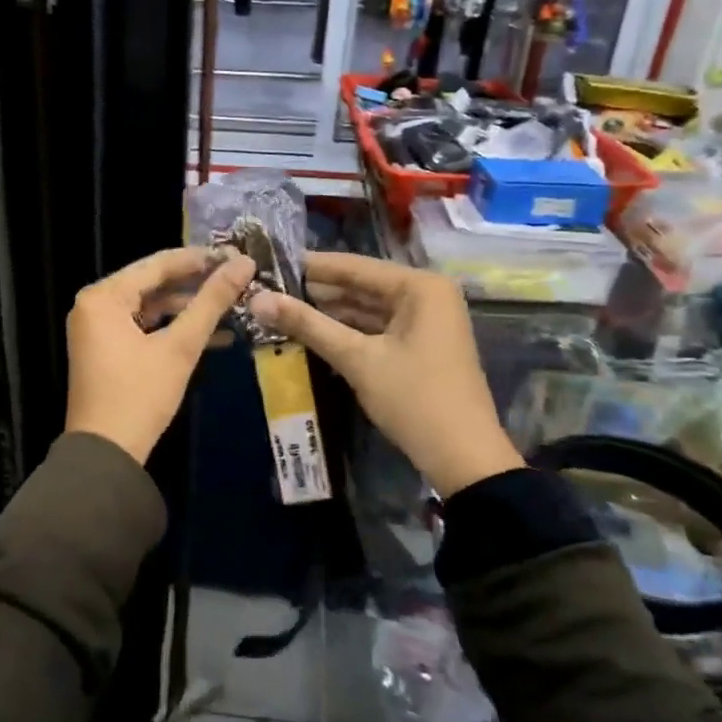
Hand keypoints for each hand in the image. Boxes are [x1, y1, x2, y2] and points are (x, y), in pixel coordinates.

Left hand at [66, 247, 255, 464]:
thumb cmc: (139, 395)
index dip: (200, 259)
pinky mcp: (106, 350)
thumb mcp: (180, 347)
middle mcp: (94, 305)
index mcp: (103, 296)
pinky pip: (143, 328)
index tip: (237, 254)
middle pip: (153, 284)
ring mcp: (98, 329)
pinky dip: (173, 331)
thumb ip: (211, 302)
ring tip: (234, 307)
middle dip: (197, 285)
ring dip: (190, 310)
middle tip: (238, 278)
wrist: (105, 455)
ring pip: (151, 307)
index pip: (157, 264)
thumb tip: (244, 263)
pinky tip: (216, 337)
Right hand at [251, 252, 520, 494]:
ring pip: (367, 308)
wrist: (463, 458)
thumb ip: (308, 325)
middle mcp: (427, 294)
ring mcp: (426, 321)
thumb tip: (257, 299)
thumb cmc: (414, 399)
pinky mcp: (421, 345)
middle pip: (361, 286)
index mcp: (420, 286)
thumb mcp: (357, 359)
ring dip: (329, 313)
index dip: (310, 267)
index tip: (269, 264)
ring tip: (282, 311)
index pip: (355, 266)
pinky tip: (313, 334)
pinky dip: (348, 332)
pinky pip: (377, 328)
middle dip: (317, 292)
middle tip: (269, 291)